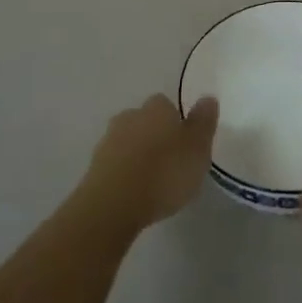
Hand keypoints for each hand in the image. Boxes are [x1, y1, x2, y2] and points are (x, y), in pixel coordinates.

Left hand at [79, 94, 218, 231]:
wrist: (112, 205)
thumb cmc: (163, 173)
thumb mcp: (197, 149)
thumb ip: (203, 123)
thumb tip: (207, 97)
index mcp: (157, 108)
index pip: (167, 104)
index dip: (176, 121)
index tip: (184, 142)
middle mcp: (130, 116)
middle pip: (145, 120)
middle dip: (155, 135)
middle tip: (169, 160)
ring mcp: (108, 140)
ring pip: (128, 140)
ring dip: (138, 153)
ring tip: (151, 180)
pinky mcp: (94, 167)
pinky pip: (115, 163)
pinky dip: (124, 172)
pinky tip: (134, 191)